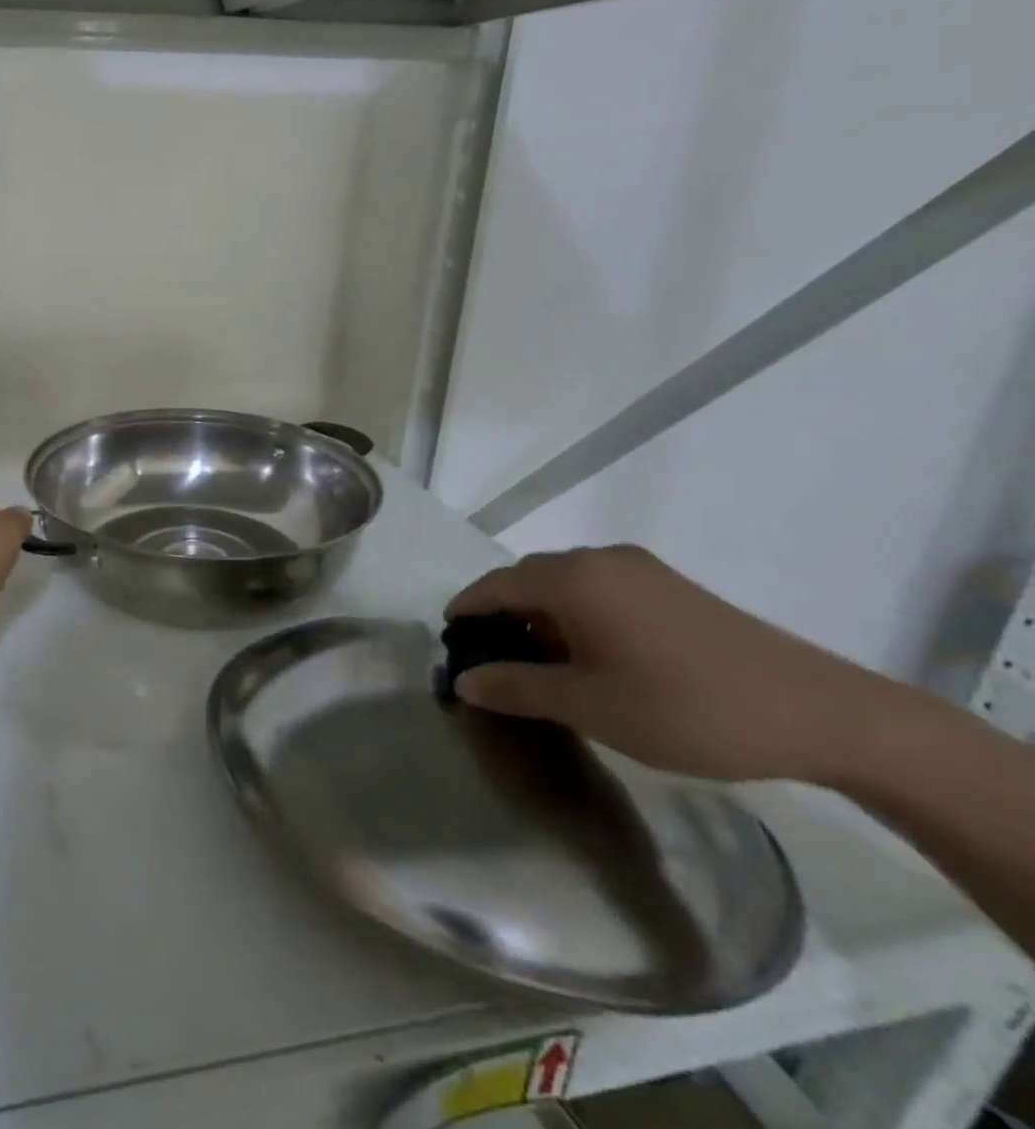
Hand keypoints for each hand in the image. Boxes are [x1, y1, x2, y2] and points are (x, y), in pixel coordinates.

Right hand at [446, 545, 892, 783]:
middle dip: (501, 617)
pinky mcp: (672, 587)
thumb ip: (516, 688)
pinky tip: (592, 657)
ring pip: (565, 585)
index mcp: (571, 579)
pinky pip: (600, 590)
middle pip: (527, 580)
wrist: (823, 715)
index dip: (465, 613)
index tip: (450, 645)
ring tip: (541, 666)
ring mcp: (641, 570)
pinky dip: (577, 616)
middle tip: (492, 663)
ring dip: (541, 618)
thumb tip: (463, 681)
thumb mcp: (589, 706)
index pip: (494, 585)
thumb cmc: (686, 708)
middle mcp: (599, 559)